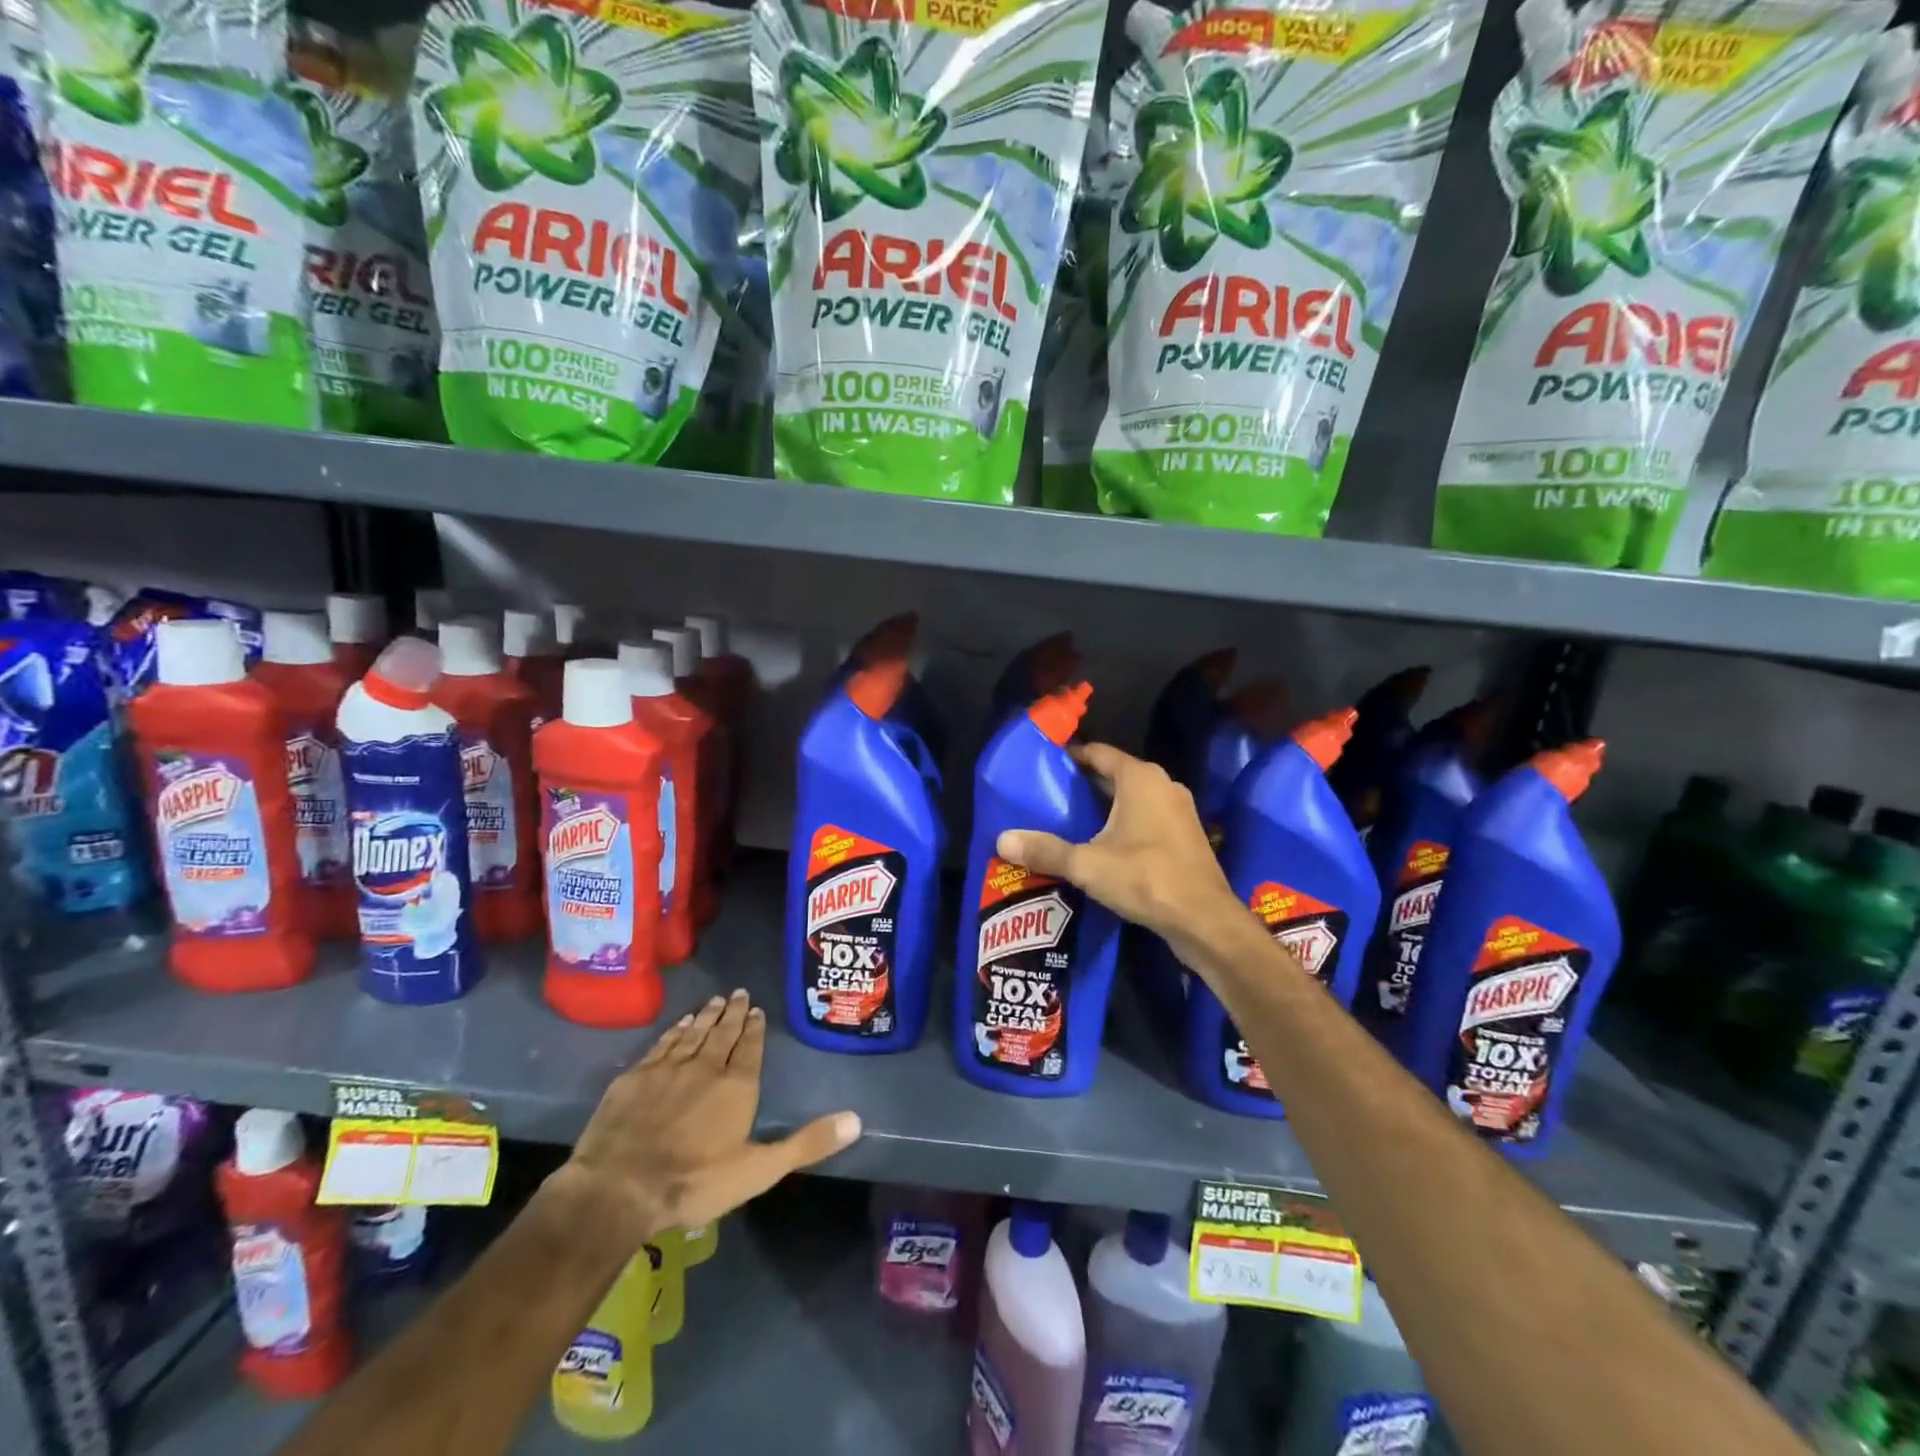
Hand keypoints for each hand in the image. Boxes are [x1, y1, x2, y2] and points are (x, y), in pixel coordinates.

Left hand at [549, 991, 860, 1249]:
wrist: (619, 1188)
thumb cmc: (694, 1182)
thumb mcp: (759, 1170)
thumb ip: (807, 1143)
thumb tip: (857, 1119)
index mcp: (737, 1085)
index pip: (750, 1047)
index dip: (754, 1028)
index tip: (757, 1009)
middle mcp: (706, 1066)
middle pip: (722, 1032)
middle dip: (733, 1012)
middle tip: (738, 993)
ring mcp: (668, 1068)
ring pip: (693, 1033)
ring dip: (706, 1015)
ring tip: (715, 1000)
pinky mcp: (636, 1076)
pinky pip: (663, 1043)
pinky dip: (675, 1030)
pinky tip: (680, 1024)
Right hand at [996, 742, 1241, 956]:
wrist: (1204, 920)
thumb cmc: (1146, 878)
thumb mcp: (1087, 864)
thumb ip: (1045, 850)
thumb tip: (1002, 840)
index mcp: (1140, 778)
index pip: (1098, 753)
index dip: (1070, 756)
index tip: (1043, 766)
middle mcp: (1162, 785)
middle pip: (1114, 775)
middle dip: (1082, 785)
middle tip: (1047, 797)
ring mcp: (1178, 811)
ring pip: (1131, 799)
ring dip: (1103, 808)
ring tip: (1067, 821)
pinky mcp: (1184, 837)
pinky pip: (1146, 819)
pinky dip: (1122, 825)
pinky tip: (1100, 846)